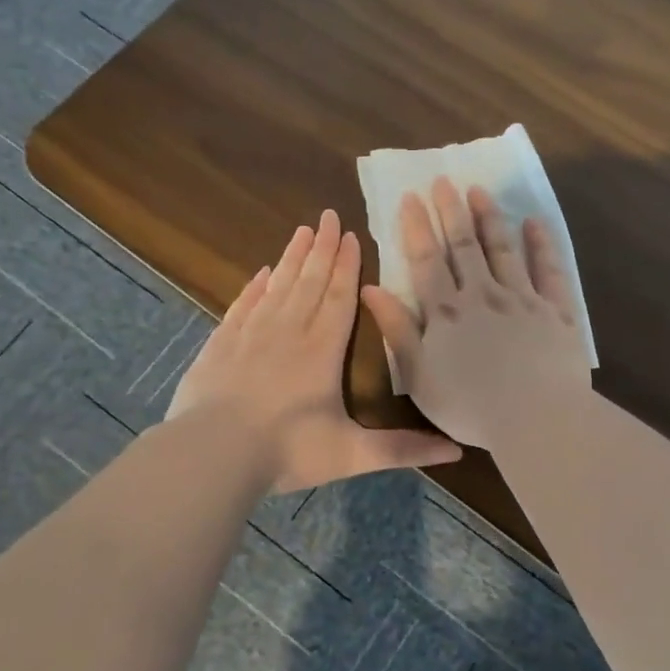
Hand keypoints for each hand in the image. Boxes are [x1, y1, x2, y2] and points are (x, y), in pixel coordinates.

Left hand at [167, 210, 461, 493]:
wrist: (211, 455)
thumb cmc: (286, 451)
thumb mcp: (352, 454)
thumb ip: (403, 449)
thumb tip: (458, 452)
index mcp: (323, 350)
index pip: (339, 297)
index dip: (347, 265)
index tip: (351, 235)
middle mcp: (289, 332)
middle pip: (310, 281)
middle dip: (323, 248)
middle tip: (329, 215)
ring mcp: (251, 335)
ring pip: (277, 286)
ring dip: (292, 258)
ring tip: (302, 230)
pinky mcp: (221, 345)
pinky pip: (243, 305)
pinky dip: (255, 286)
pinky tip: (262, 273)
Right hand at [360, 179, 591, 451]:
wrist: (536, 418)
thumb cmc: (470, 405)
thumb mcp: (419, 374)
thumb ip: (397, 329)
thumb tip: (370, 288)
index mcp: (447, 311)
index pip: (427, 260)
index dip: (416, 227)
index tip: (410, 197)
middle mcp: (483, 294)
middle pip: (464, 246)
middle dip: (451, 211)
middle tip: (443, 180)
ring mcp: (522, 299)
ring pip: (502, 249)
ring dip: (489, 218)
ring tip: (479, 191)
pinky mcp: (556, 311)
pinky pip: (549, 270)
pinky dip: (541, 245)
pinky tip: (534, 223)